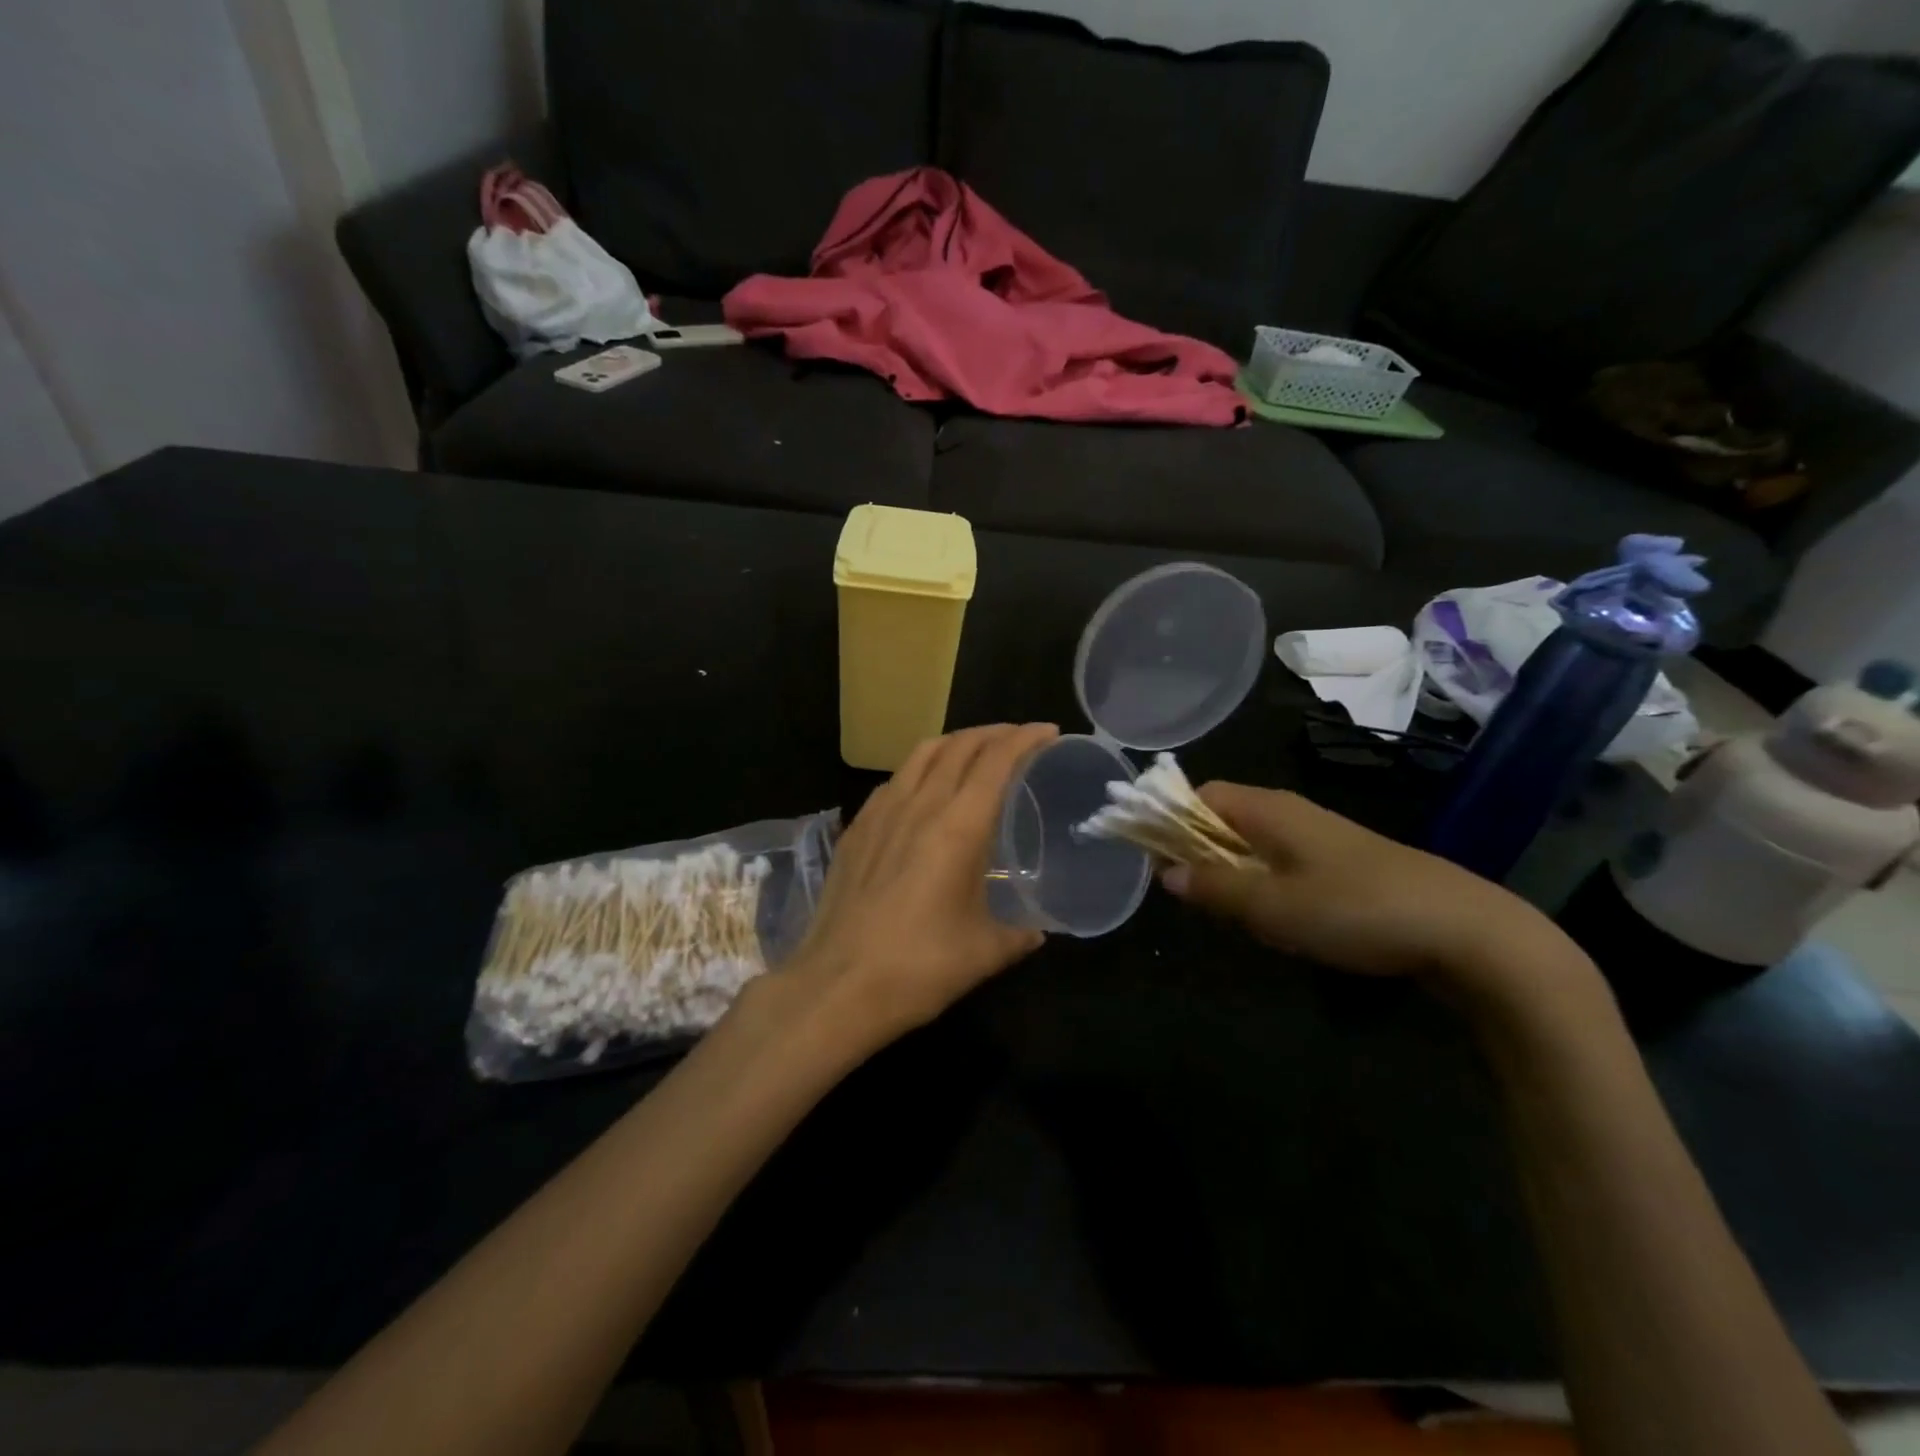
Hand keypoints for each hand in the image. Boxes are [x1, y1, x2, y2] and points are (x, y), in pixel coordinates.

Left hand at [784, 723, 1058, 1049]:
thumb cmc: (918, 967)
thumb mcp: (984, 953)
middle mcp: (919, 805)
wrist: (836, 985)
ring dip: (955, 742)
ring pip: (922, 754)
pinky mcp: (855, 828)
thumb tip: (1036, 931)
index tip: (1048, 732)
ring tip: (974, 752)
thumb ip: (1019, 935)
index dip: (1025, 739)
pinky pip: (894, 779)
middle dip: (994, 733)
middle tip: (1018, 739)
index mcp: (958, 826)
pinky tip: (924, 790)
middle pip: (959, 745)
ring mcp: (880, 812)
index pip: (996, 761)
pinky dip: (920, 768)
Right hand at [1163, 782, 1583, 994]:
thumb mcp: (1273, 906)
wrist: (1466, 932)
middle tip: (1185, 891)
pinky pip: (1282, 860)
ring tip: (1223, 909)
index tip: (1149, 855)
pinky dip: (1261, 880)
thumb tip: (1166, 874)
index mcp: (1268, 809)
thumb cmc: (1356, 910)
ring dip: (1228, 868)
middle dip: (1194, 847)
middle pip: (1224, 816)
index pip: (1200, 795)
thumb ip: (1215, 888)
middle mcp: (1291, 812)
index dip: (1167, 818)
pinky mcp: (1345, 863)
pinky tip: (1272, 916)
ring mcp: (1321, 837)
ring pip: (1254, 841)